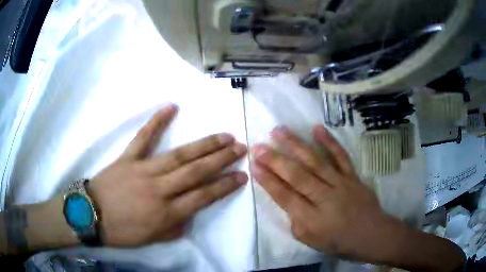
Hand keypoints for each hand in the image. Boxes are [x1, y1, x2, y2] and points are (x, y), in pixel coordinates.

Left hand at [88, 105, 247, 246]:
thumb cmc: (121, 232)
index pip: (203, 197)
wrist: (89, 215)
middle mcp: (159, 189)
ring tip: (223, 136)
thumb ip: (175, 228)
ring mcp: (143, 170)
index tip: (242, 176)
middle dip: (221, 159)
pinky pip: (143, 138)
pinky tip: (171, 107)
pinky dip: (156, 122)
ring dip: (203, 145)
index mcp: (166, 213)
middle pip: (196, 172)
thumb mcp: (152, 239)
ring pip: (178, 155)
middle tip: (240, 147)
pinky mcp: (128, 158)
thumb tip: (189, 214)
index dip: (225, 185)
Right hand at [250, 125, 397, 261]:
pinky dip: (329, 142)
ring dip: (296, 145)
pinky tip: (317, 128)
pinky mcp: (352, 176)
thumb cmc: (339, 242)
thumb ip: (296, 222)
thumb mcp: (311, 241)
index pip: (285, 197)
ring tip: (279, 131)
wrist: (371, 234)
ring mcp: (341, 183)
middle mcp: (325, 198)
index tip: (254, 165)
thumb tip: (288, 201)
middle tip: (258, 146)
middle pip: (297, 176)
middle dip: (275, 160)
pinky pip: (341, 156)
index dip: (268, 181)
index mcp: (312, 219)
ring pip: (316, 161)